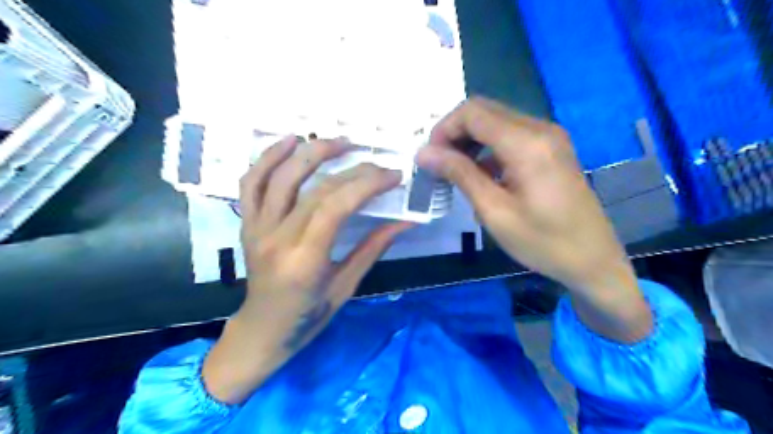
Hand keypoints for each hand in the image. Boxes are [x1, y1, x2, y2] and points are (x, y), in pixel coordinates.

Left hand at [202, 135, 412, 403]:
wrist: (262, 330)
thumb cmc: (308, 317)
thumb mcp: (346, 286)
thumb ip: (373, 248)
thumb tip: (406, 221)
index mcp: (304, 261)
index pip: (336, 207)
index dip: (367, 185)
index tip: (392, 176)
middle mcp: (276, 238)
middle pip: (316, 189)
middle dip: (353, 170)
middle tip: (378, 163)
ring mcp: (256, 228)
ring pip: (280, 176)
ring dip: (312, 152)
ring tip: (340, 141)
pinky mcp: (246, 223)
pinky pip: (251, 182)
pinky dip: (268, 157)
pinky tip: (290, 141)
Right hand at [417, 97, 651, 342]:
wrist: (593, 259)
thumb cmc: (542, 242)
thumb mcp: (494, 211)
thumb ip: (459, 174)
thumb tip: (424, 153)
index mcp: (527, 143)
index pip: (473, 112)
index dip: (444, 129)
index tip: (430, 158)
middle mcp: (540, 128)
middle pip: (484, 111)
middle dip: (454, 133)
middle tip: (439, 165)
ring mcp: (549, 137)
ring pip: (496, 121)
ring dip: (470, 140)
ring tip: (456, 171)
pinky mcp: (551, 148)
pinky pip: (511, 135)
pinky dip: (488, 147)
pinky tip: (481, 175)